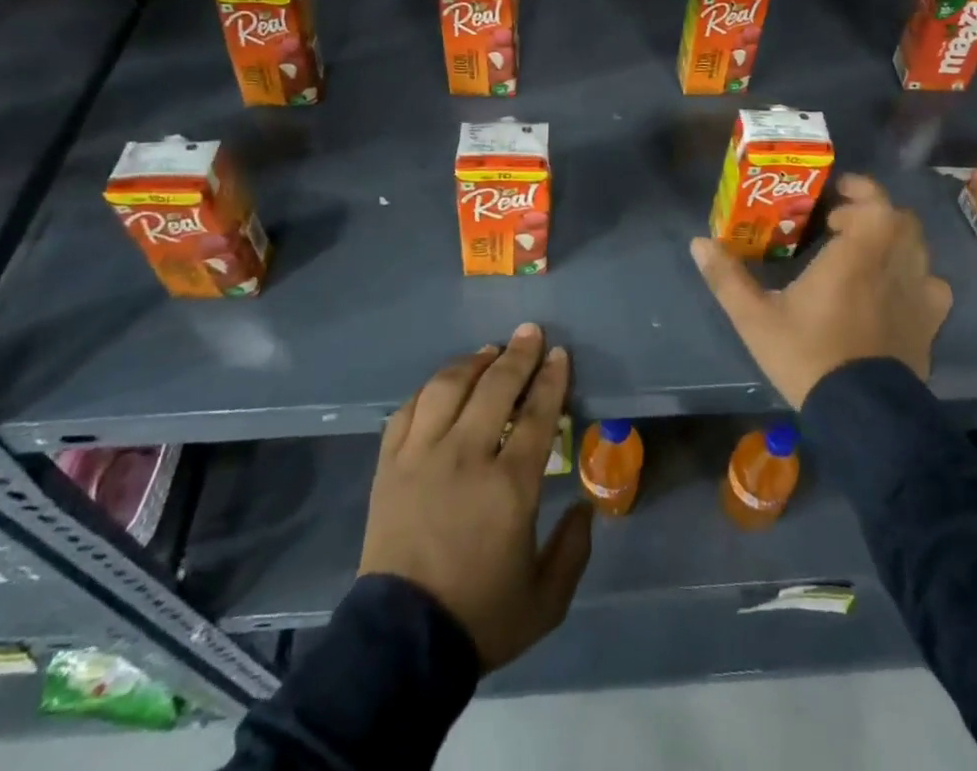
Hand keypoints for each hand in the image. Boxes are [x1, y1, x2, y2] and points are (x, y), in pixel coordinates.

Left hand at [359, 323, 592, 670]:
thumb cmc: (480, 618)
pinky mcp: (390, 464)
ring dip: (473, 362)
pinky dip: (428, 390)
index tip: (559, 355)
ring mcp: (422, 455)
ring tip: (489, 351)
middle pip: (495, 387)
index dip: (550, 379)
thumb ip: (573, 549)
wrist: (401, 644)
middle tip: (530, 332)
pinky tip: (442, 384)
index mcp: (509, 486)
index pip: (536, 414)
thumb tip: (586, 506)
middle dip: (518, 354)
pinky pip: (408, 410)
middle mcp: (466, 456)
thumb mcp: (546, 600)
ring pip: (448, 387)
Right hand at [691, 175, 951, 406]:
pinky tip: (892, 290)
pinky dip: (915, 276)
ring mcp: (918, 295)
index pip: (876, 203)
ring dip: (894, 240)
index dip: (860, 190)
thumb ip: (727, 277)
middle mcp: (893, 266)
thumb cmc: (807, 356)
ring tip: (866, 254)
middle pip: (901, 220)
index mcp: (854, 257)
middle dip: (873, 213)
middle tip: (841, 224)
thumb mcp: (755, 318)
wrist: (862, 415)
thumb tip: (698, 242)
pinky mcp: (930, 324)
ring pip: (919, 248)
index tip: (835, 196)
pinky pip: (932, 284)